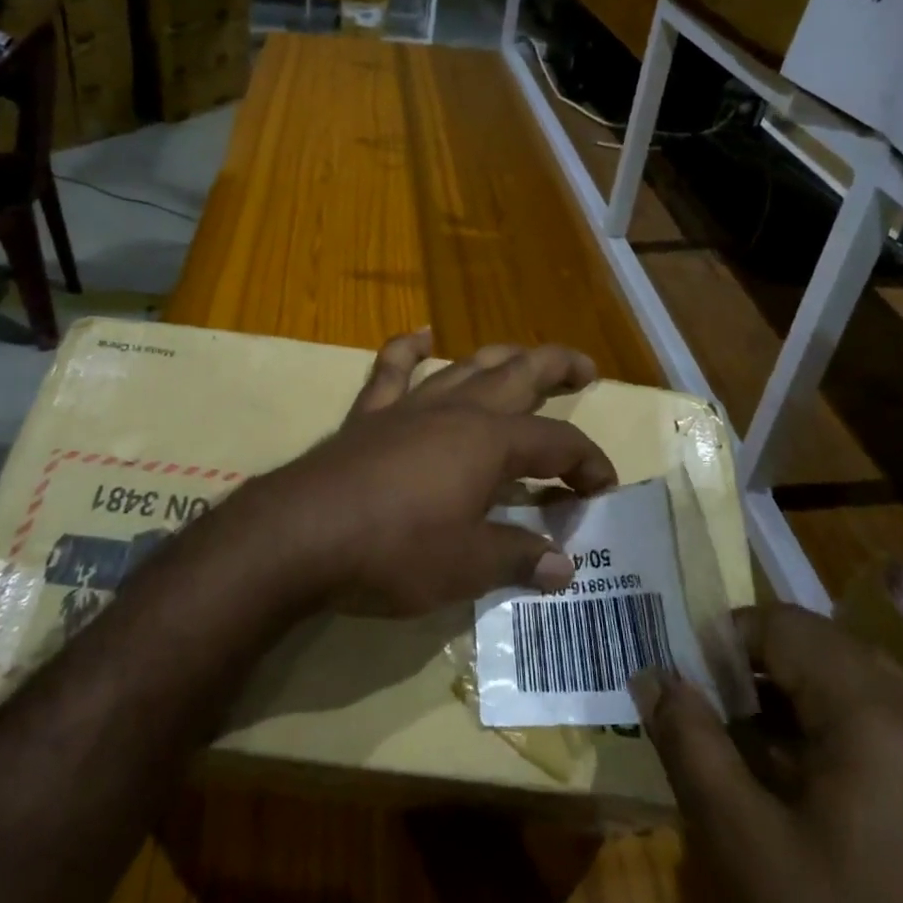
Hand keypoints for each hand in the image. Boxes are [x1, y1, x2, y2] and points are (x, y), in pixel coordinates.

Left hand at [229, 329, 618, 616]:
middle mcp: (457, 410)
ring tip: (523, 357)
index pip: (557, 443)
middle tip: (585, 370)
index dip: (588, 463)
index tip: (601, 491)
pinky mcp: (370, 414)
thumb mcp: (468, 565)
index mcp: (491, 442)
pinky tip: (423, 335)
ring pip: (467, 365)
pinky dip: (409, 348)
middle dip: (558, 369)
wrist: (301, 534)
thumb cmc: (395, 550)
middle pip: (519, 375)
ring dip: (500, 357)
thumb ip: (519, 558)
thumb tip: (564, 567)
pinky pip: (393, 368)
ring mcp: (411, 406)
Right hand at [634, 605, 902, 902]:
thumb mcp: (739, 842)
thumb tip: (652, 674)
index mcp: (875, 714)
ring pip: (849, 693)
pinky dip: (821, 740)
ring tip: (737, 748)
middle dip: (755, 668)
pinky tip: (789, 794)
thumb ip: (689, 741)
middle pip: (821, 650)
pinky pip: (876, 740)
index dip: (723, 639)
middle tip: (708, 708)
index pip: (785, 625)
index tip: (684, 684)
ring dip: (785, 703)